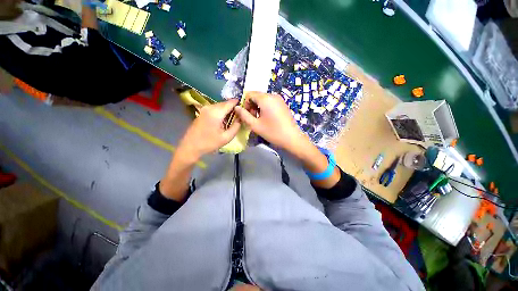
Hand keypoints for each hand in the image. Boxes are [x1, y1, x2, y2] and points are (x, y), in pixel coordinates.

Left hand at [177, 99, 240, 160]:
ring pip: (219, 105)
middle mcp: (210, 107)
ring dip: (227, 109)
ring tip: (233, 116)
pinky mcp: (202, 112)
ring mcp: (204, 109)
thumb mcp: (226, 138)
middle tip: (240, 113)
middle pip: (224, 103)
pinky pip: (214, 108)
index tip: (245, 106)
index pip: (230, 103)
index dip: (238, 103)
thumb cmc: (209, 143)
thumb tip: (241, 119)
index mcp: (216, 113)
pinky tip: (223, 119)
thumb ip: (236, 127)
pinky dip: (221, 111)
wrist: (190, 147)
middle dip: (233, 107)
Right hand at [234, 92, 309, 153]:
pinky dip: (265, 108)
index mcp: (265, 99)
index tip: (246, 115)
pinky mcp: (283, 104)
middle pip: (257, 96)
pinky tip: (267, 118)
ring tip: (260, 120)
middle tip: (253, 119)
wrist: (292, 138)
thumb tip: (236, 107)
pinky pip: (270, 102)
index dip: (245, 103)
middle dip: (252, 106)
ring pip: (263, 99)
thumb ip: (244, 115)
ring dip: (258, 107)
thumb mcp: (255, 125)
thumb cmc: (273, 132)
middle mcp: (273, 95)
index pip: (249, 94)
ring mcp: (279, 99)